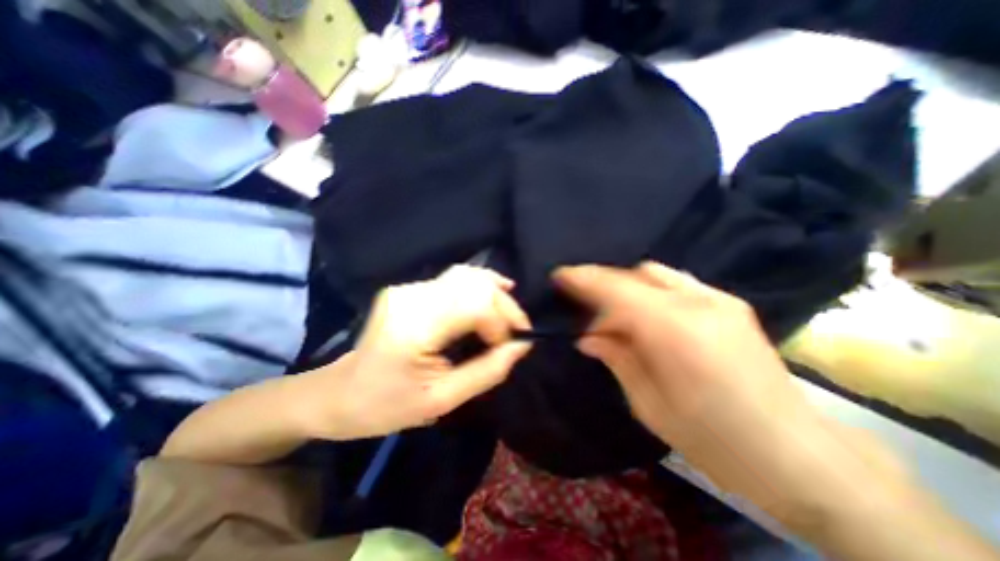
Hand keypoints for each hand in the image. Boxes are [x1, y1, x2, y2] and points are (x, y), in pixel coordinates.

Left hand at [295, 266, 530, 439]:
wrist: (338, 393)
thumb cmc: (385, 406)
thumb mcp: (442, 400)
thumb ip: (488, 371)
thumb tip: (522, 346)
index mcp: (415, 327)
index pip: (475, 305)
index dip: (502, 322)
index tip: (511, 346)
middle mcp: (412, 296)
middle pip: (474, 284)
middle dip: (505, 305)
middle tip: (517, 330)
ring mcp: (408, 288)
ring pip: (466, 275)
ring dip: (495, 293)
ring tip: (509, 315)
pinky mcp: (409, 288)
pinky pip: (454, 280)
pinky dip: (479, 288)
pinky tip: (492, 296)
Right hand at [555, 260, 836, 519]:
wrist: (797, 455)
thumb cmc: (711, 438)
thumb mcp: (647, 403)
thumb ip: (615, 357)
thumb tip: (586, 336)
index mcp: (673, 330)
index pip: (615, 289)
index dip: (583, 279)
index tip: (558, 275)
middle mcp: (697, 303)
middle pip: (633, 274)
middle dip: (602, 284)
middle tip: (585, 307)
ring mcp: (718, 298)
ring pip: (654, 272)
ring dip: (626, 286)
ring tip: (615, 312)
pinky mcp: (730, 303)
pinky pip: (675, 282)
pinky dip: (650, 289)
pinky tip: (648, 313)